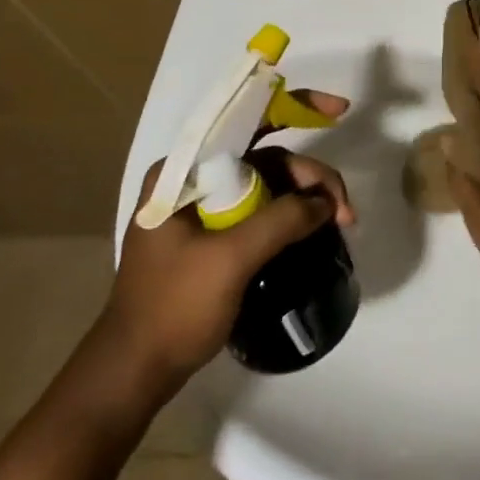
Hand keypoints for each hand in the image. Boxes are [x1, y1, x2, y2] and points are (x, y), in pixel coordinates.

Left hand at [103, 91, 354, 394]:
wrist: (134, 372)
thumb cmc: (173, 308)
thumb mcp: (230, 259)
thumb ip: (282, 220)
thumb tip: (326, 203)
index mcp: (184, 171)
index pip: (246, 121)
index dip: (296, 107)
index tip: (340, 109)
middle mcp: (195, 179)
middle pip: (268, 157)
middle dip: (312, 176)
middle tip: (345, 211)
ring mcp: (205, 207)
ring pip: (271, 183)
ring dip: (308, 198)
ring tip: (340, 224)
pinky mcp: (215, 234)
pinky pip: (264, 208)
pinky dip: (293, 215)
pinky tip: (317, 230)